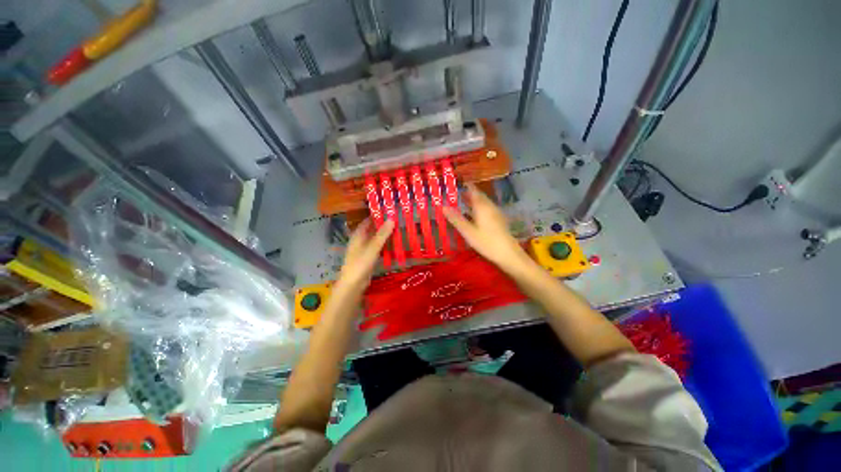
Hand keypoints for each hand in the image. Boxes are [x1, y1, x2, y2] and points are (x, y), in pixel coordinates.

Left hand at [337, 219, 394, 288]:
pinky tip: (394, 244)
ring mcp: (364, 249)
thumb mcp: (373, 247)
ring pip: (376, 239)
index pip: (368, 220)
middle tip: (398, 220)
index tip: (390, 211)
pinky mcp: (368, 258)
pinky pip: (378, 248)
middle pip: (373, 229)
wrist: (353, 284)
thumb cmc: (361, 263)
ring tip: (399, 230)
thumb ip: (382, 234)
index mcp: (358, 234)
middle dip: (384, 225)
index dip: (378, 215)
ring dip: (385, 235)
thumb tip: (391, 219)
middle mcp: (360, 240)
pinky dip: (385, 245)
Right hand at [443, 184, 530, 273]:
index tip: (459, 182)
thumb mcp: (468, 232)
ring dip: (474, 201)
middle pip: (479, 196)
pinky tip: (475, 216)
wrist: (508, 254)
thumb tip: (443, 207)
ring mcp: (496, 214)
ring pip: (484, 203)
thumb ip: (456, 219)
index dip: (467, 186)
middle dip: (469, 194)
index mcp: (482, 206)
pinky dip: (479, 208)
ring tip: (464, 203)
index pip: (474, 191)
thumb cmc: (486, 242)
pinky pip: (487, 210)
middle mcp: (490, 207)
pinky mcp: (499, 221)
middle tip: (458, 194)